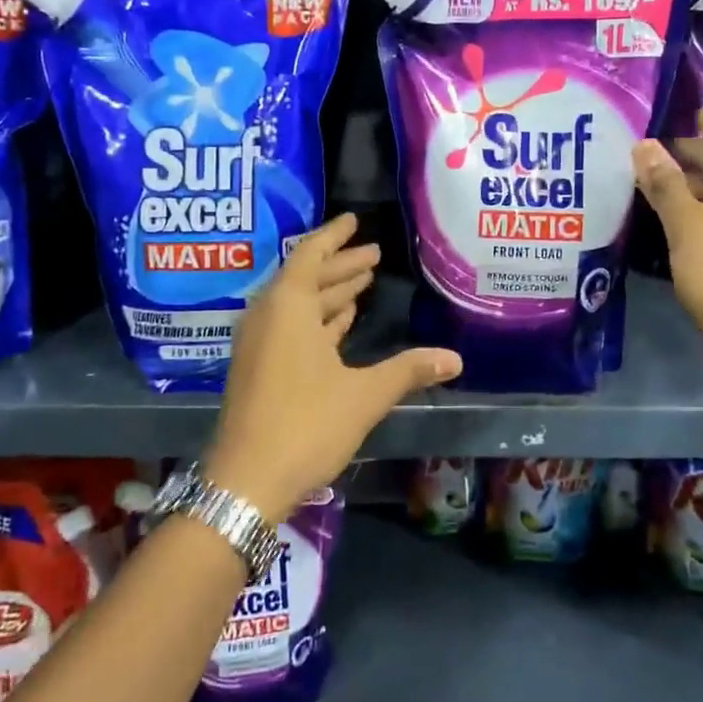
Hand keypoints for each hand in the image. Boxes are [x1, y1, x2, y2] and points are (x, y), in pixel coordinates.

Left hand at [205, 214, 461, 523]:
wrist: (246, 482)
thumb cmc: (306, 425)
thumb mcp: (364, 395)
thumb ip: (409, 370)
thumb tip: (455, 359)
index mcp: (288, 307)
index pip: (311, 254)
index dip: (334, 236)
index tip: (354, 219)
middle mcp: (268, 316)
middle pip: (306, 277)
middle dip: (341, 266)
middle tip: (374, 254)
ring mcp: (260, 344)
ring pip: (299, 305)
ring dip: (330, 293)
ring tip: (362, 282)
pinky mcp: (259, 368)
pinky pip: (291, 327)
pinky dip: (317, 319)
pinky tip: (341, 323)